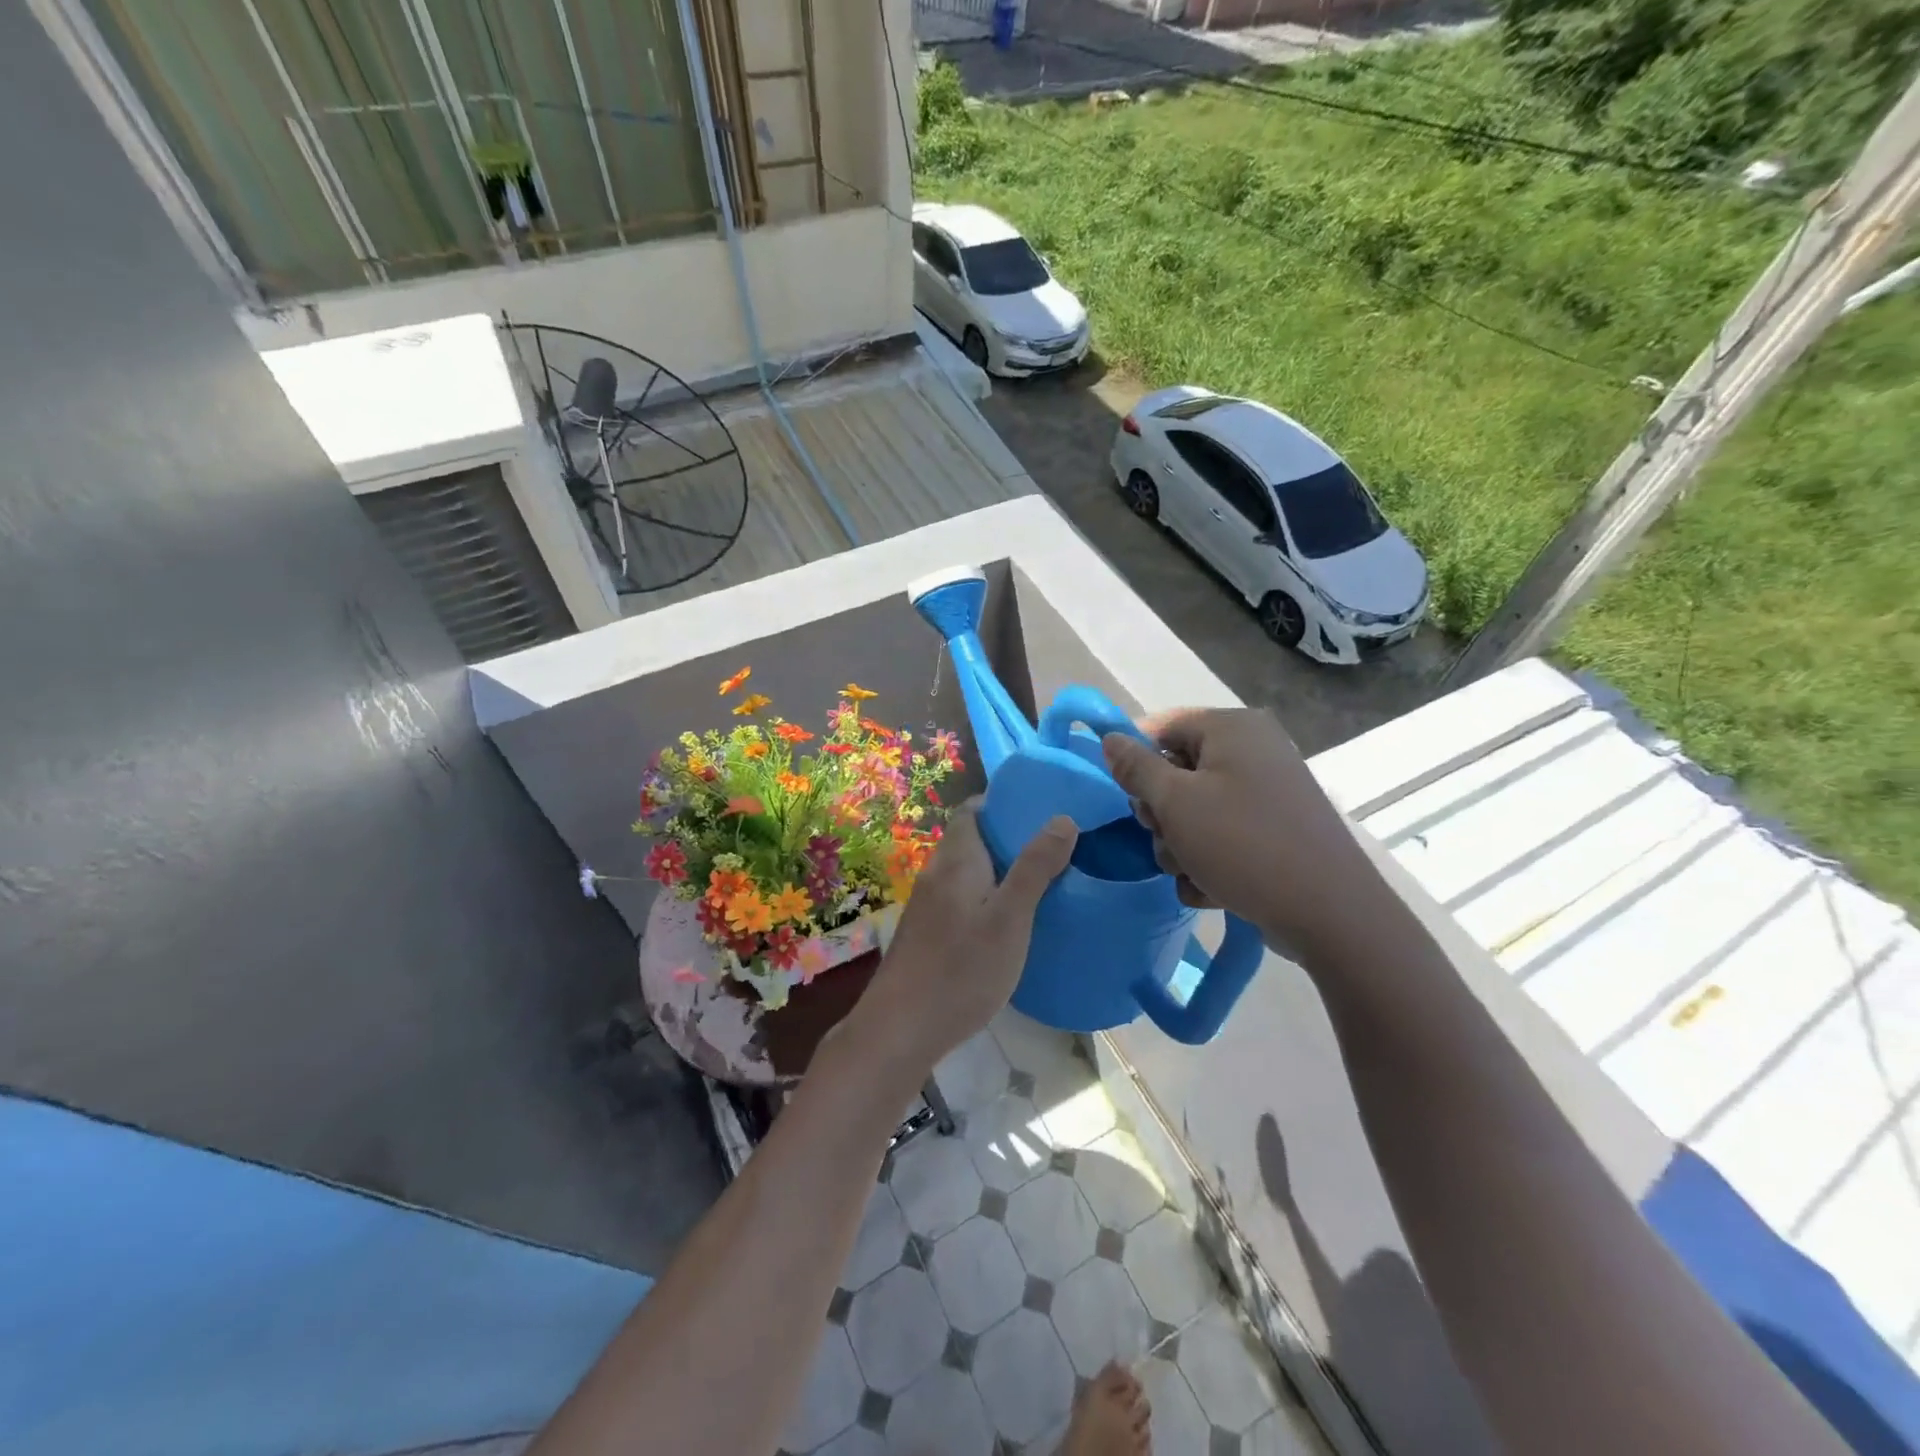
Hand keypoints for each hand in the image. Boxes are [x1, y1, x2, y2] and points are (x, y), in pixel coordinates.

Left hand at [854, 801, 1077, 1068]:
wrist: (901, 1028)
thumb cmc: (962, 967)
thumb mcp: (1010, 917)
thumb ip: (1035, 867)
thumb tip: (1062, 818)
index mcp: (957, 859)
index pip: (972, 810)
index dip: (1002, 803)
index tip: (1039, 810)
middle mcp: (937, 873)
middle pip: (971, 839)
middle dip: (1008, 838)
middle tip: (1053, 847)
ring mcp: (928, 905)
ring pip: (966, 871)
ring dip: (998, 869)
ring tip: (1039, 881)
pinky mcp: (927, 933)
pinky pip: (961, 898)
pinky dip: (986, 896)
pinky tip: (1009, 922)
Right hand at [1101, 708, 1382, 959]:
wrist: (1329, 914)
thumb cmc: (1243, 844)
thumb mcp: (1176, 803)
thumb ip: (1136, 767)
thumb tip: (1110, 738)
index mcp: (1233, 729)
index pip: (1162, 726)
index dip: (1134, 758)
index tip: (1125, 796)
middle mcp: (1254, 751)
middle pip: (1177, 771)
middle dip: (1161, 813)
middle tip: (1166, 837)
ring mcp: (1267, 793)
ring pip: (1195, 810)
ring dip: (1181, 845)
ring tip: (1193, 872)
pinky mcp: (1274, 832)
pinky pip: (1223, 836)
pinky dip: (1209, 861)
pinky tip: (1213, 889)